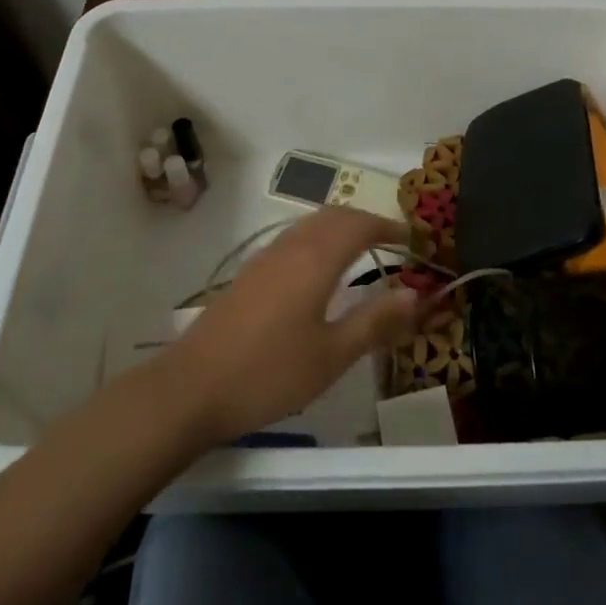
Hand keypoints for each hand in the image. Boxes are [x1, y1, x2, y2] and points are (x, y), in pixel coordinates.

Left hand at [166, 208, 420, 442]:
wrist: (191, 388)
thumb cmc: (269, 373)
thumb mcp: (332, 355)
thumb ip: (375, 321)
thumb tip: (414, 293)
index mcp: (315, 260)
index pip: (360, 225)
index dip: (389, 227)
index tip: (414, 239)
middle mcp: (290, 248)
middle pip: (334, 216)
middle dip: (366, 221)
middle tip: (392, 242)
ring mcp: (264, 259)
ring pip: (310, 225)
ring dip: (340, 228)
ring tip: (363, 252)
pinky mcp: (249, 275)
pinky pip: (293, 240)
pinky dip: (318, 240)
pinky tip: (320, 272)